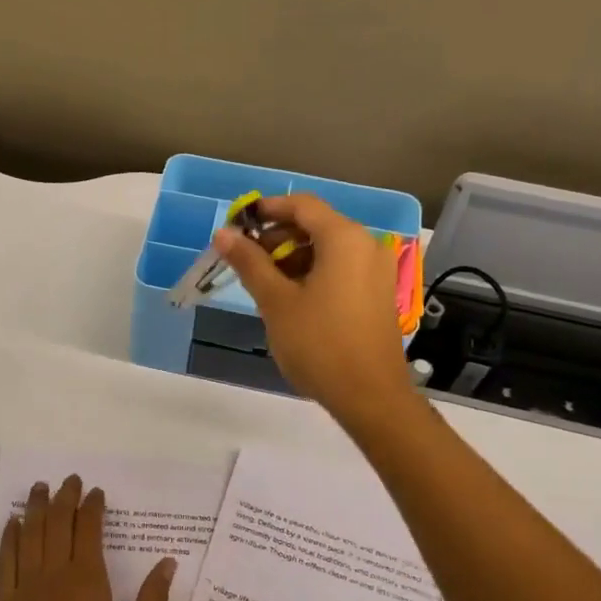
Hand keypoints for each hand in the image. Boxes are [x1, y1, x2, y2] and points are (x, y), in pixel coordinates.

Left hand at [0, 476, 174, 600]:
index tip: (96, 492)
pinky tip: (12, 525)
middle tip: (69, 481)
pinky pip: (4, 562)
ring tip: (40, 489)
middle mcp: (53, 578)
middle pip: (56, 525)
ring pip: (28, 536)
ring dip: (34, 509)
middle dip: (64, 499)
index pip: (89, 531)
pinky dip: (8, 539)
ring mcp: (23, 591)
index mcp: (88, 585)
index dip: (92, 508)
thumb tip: (167, 564)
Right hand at [215, 193, 414, 423]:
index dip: (266, 209)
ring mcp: (376, 271)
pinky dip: (312, 274)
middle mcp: (366, 245)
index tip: (237, 226)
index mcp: (344, 238)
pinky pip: (340, 269)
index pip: (301, 205)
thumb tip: (224, 234)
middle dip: (277, 238)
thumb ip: (250, 263)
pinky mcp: (376, 294)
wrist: (369, 396)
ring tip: (263, 286)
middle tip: (245, 262)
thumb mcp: (276, 301)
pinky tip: (290, 300)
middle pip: (315, 225)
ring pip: (327, 249)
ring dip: (292, 258)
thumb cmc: (319, 344)